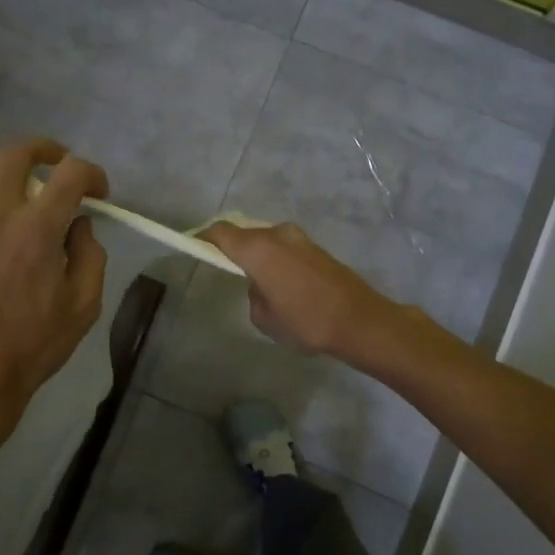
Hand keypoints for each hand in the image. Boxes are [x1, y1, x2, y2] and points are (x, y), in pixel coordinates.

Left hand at [0, 117, 108, 432]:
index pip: (71, 176)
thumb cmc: (32, 347)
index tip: (100, 193)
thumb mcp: (82, 307)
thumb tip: (79, 227)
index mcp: (39, 230)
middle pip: (17, 155)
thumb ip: (89, 258)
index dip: (93, 174)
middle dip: (44, 148)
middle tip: (56, 161)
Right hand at [200, 220, 407, 359]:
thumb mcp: (264, 318)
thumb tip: (260, 284)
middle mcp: (277, 235)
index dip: (204, 238)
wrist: (359, 321)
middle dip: (232, 247)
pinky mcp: (317, 248)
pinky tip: (280, 283)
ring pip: (267, 240)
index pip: (221, 232)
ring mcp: (300, 238)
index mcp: (258, 249)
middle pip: (245, 233)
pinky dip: (276, 259)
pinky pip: (284, 248)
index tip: (195, 247)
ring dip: (257, 253)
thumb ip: (253, 294)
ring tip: (256, 280)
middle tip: (224, 267)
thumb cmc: (305, 321)